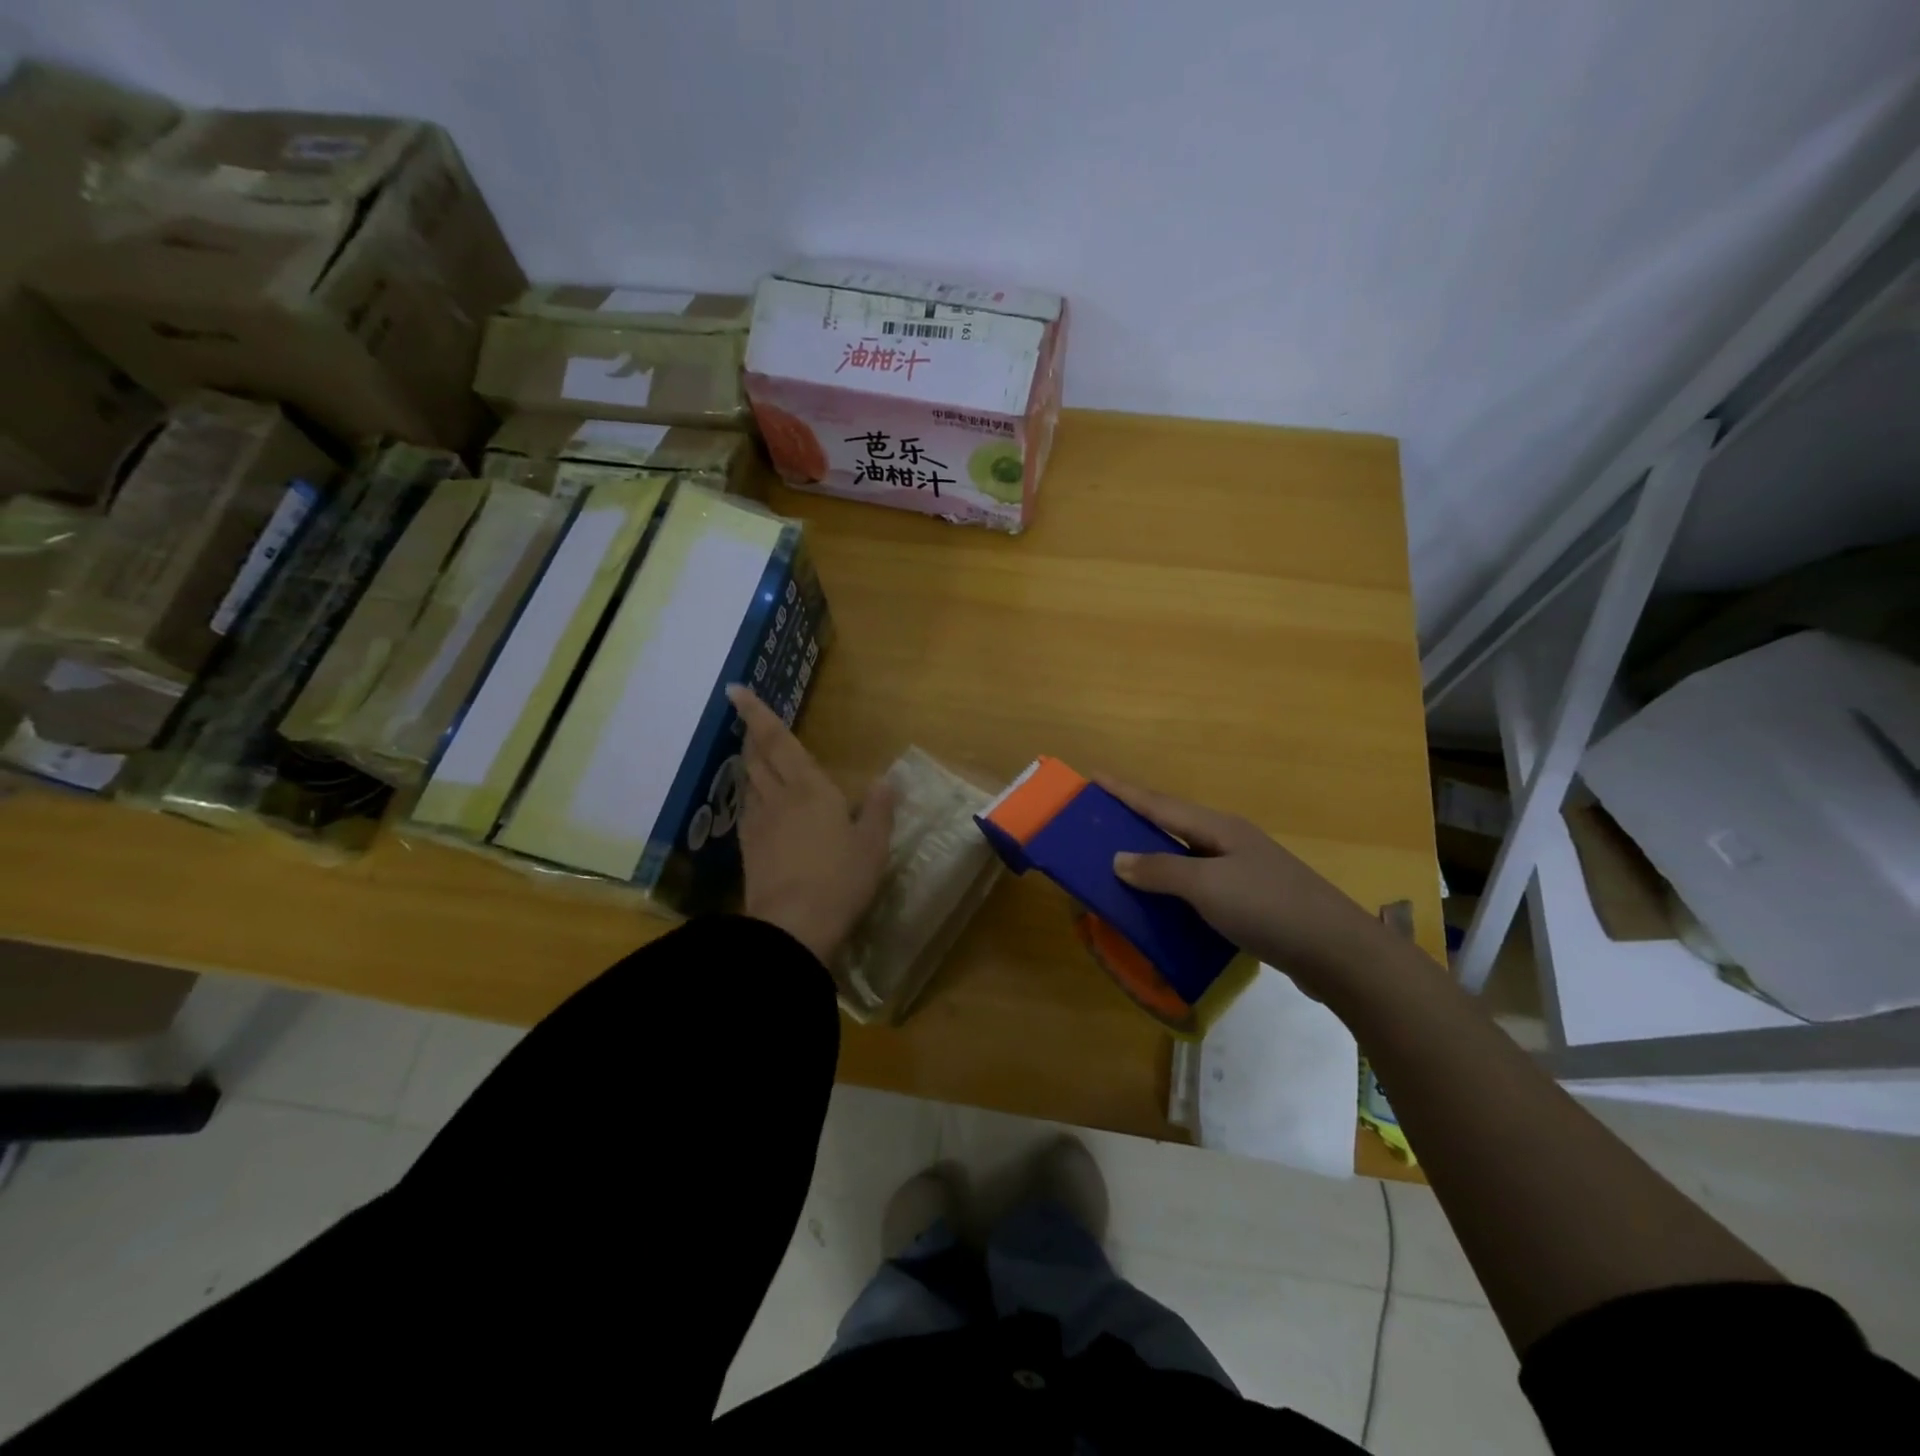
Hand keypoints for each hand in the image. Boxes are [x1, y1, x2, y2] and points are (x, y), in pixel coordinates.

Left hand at [728, 685, 895, 963]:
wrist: (793, 927)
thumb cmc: (840, 880)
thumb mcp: (873, 845)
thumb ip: (878, 810)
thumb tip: (885, 780)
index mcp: (810, 789)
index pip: (779, 741)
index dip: (757, 714)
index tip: (734, 690)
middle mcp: (779, 798)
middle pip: (758, 758)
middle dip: (752, 736)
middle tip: (748, 722)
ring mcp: (759, 825)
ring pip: (749, 783)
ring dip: (750, 764)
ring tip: (754, 756)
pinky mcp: (749, 851)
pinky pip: (748, 811)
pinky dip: (751, 797)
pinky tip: (758, 805)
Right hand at [1099, 776, 1384, 996]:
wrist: (1338, 953)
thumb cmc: (1269, 908)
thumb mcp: (1208, 887)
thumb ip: (1161, 871)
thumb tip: (1118, 859)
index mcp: (1218, 829)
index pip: (1159, 804)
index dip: (1124, 791)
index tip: (1093, 777)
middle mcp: (1229, 843)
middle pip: (1172, 826)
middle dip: (1135, 822)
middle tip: (1098, 823)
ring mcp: (1242, 873)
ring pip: (1185, 859)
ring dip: (1153, 860)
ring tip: (1120, 866)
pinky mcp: (1250, 903)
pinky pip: (1198, 888)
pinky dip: (1174, 892)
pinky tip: (1162, 907)